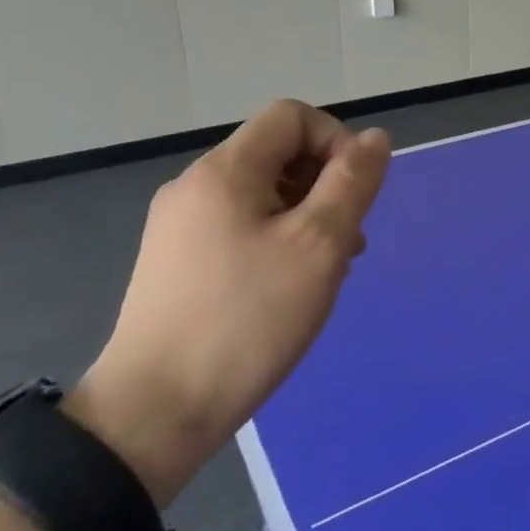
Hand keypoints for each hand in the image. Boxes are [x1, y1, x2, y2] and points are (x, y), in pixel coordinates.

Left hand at [68, 101, 390, 505]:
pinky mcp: (177, 263)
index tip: (354, 194)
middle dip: (325, 183)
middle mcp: (196, 187)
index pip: (292, 117)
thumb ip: (352, 183)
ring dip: (307, 214)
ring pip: (263, 193)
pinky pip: (241, 226)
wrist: (154, 413)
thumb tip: (375, 138)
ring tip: (328, 268)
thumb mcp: (318, 246)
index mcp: (225, 172)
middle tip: (348, 240)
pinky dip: (278, 239)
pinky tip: (290, 287)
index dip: (336, 141)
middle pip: (278, 153)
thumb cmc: (247, 321)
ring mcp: (180, 226)